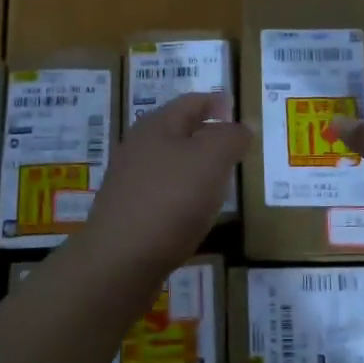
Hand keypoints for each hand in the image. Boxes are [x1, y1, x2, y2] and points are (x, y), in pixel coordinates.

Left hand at [72, 92, 250, 283]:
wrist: (120, 260)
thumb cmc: (170, 199)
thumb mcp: (211, 159)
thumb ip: (230, 137)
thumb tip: (242, 126)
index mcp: (156, 126)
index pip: (191, 102)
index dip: (215, 102)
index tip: (236, 108)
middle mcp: (139, 148)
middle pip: (178, 132)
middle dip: (206, 133)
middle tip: (235, 144)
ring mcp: (130, 182)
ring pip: (171, 164)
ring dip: (196, 166)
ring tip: (222, 178)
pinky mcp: (130, 213)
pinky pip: (164, 194)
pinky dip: (185, 195)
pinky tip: (197, 211)